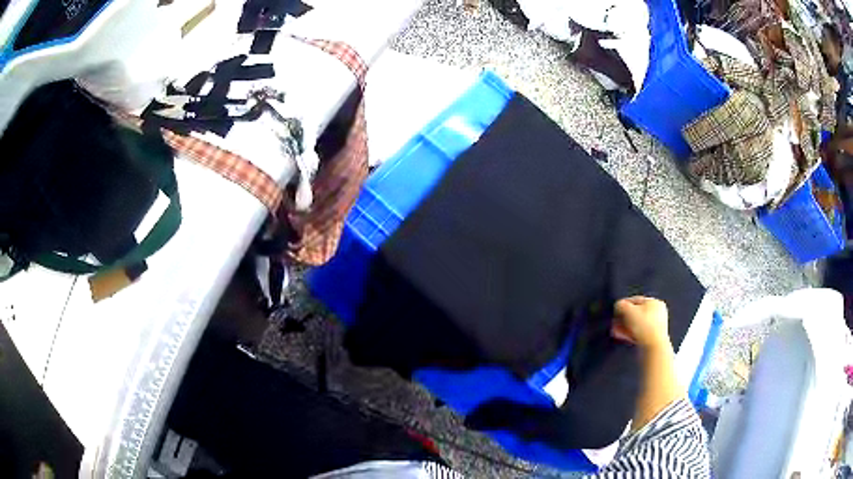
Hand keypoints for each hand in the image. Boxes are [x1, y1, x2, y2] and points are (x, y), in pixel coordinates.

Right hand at [612, 296, 669, 348]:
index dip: (623, 306)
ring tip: (616, 332)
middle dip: (623, 319)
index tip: (614, 313)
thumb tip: (618, 305)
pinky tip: (623, 337)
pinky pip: (639, 333)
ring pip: (637, 324)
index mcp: (654, 302)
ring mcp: (657, 326)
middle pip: (636, 313)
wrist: (654, 347)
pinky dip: (631, 334)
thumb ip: (621, 305)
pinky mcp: (653, 337)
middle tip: (614, 324)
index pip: (635, 300)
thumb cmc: (643, 326)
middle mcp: (658, 312)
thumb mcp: (628, 311)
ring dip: (625, 327)